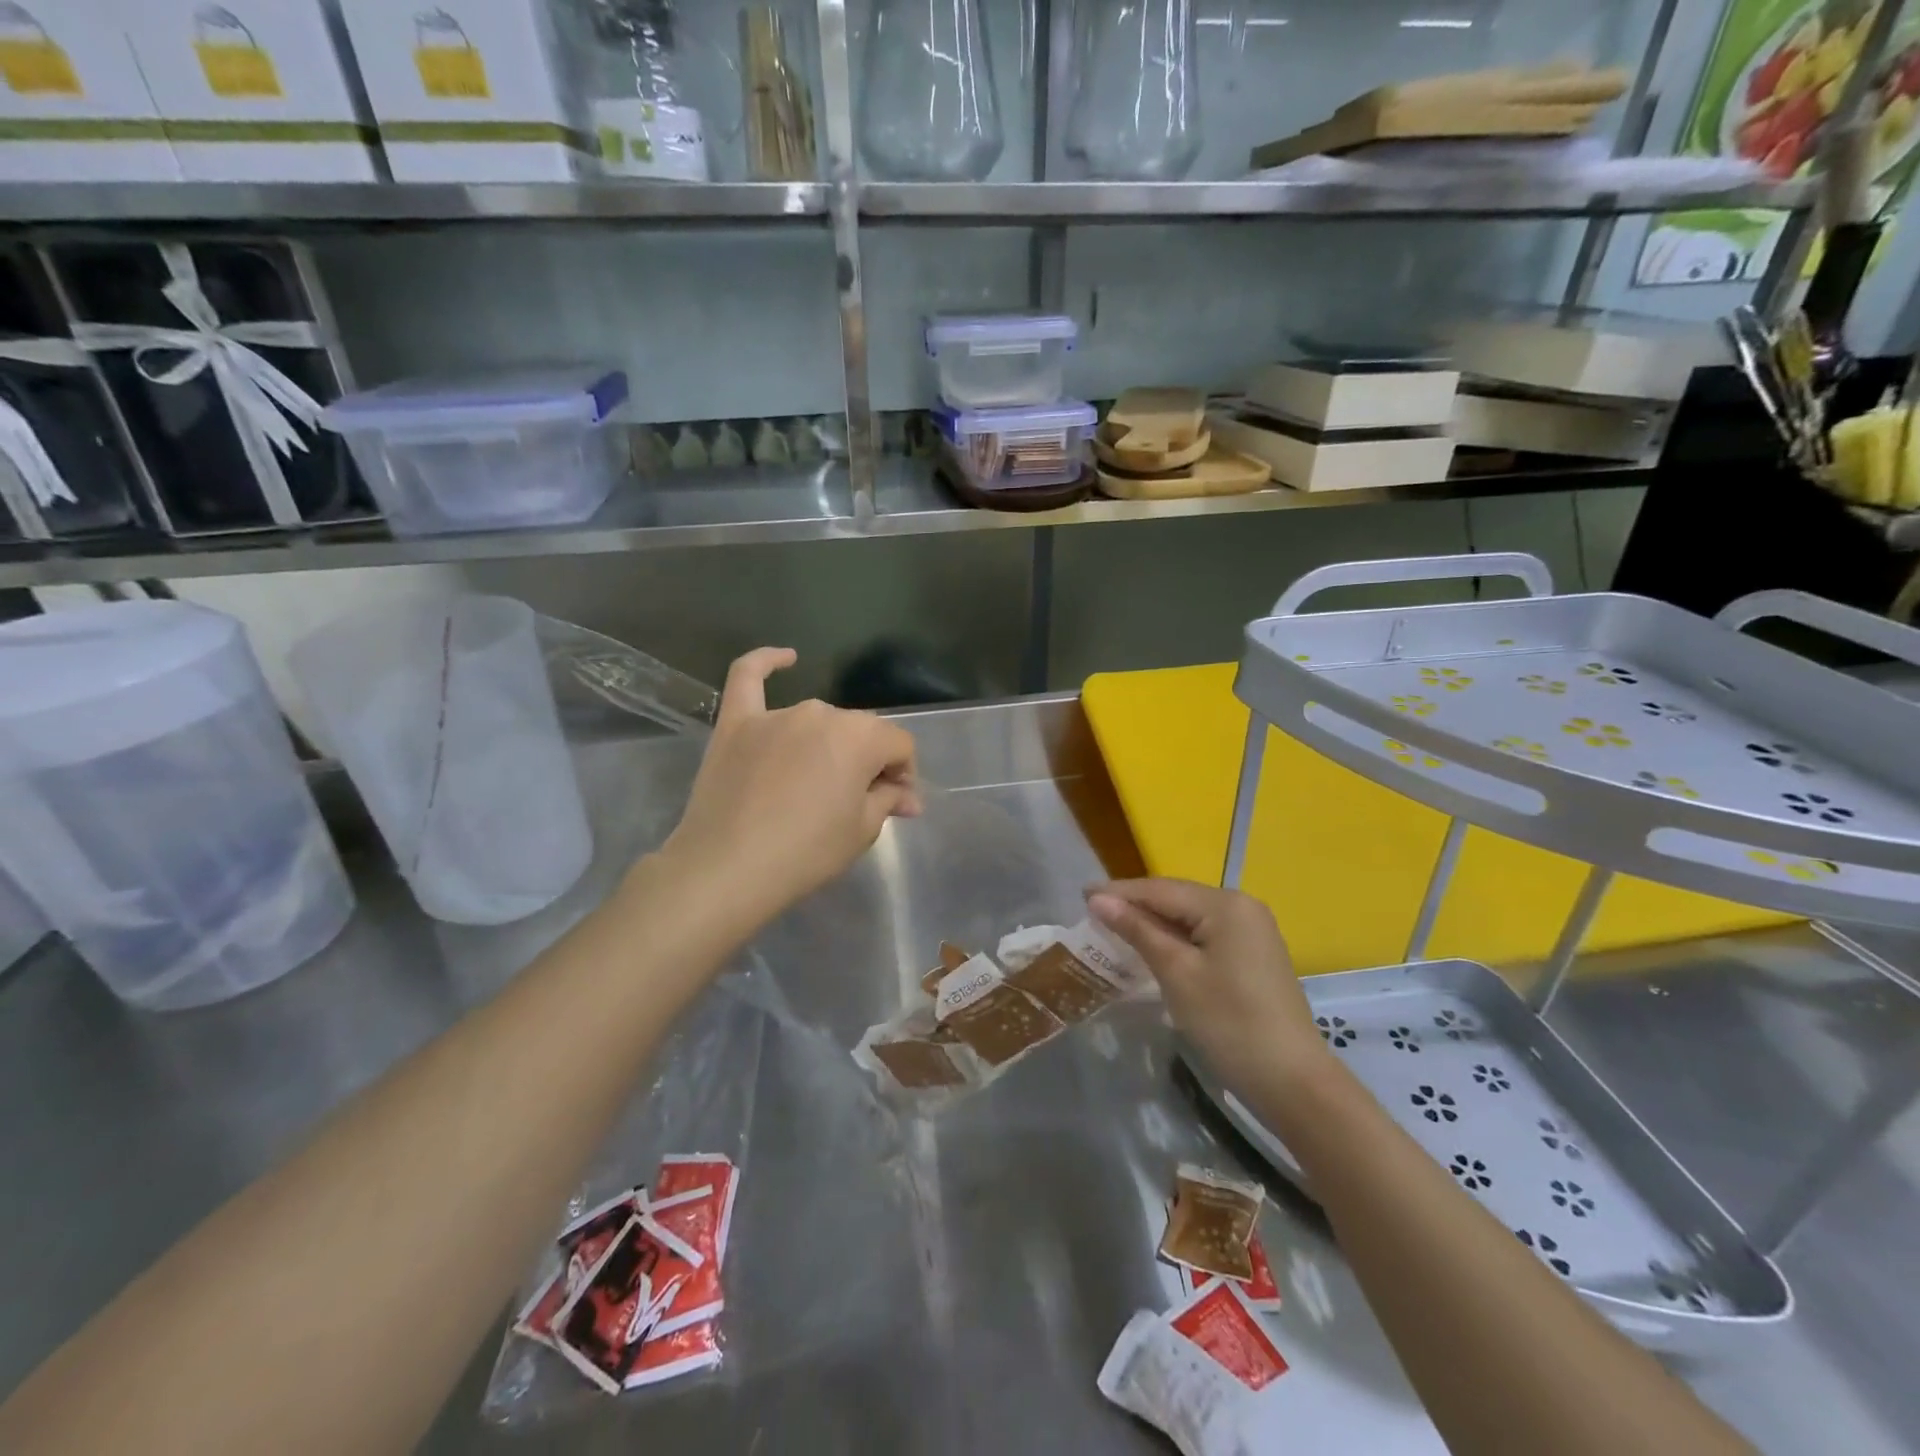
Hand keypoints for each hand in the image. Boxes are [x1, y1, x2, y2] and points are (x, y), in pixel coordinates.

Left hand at [661, 648, 920, 923]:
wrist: (727, 870)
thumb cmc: (806, 853)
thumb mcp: (862, 831)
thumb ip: (888, 799)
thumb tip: (908, 795)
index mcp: (860, 736)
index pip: (899, 745)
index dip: (903, 774)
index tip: (896, 803)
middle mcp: (822, 713)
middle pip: (859, 732)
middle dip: (869, 761)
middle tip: (861, 800)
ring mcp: (776, 715)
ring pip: (817, 720)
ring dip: (829, 744)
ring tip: (821, 781)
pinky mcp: (736, 723)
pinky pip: (748, 678)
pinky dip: (767, 662)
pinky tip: (786, 657)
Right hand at [1086, 879, 1330, 1099]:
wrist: (1293, 1082)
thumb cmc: (1229, 1022)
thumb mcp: (1176, 973)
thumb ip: (1137, 930)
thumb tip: (1097, 899)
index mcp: (1225, 904)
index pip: (1160, 889)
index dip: (1119, 892)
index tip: (1080, 894)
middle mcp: (1242, 906)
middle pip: (1176, 898)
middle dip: (1135, 904)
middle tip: (1093, 912)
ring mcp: (1252, 930)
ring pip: (1190, 916)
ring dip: (1154, 922)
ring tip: (1114, 926)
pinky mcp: (1254, 954)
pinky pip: (1205, 933)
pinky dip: (1176, 938)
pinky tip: (1153, 947)